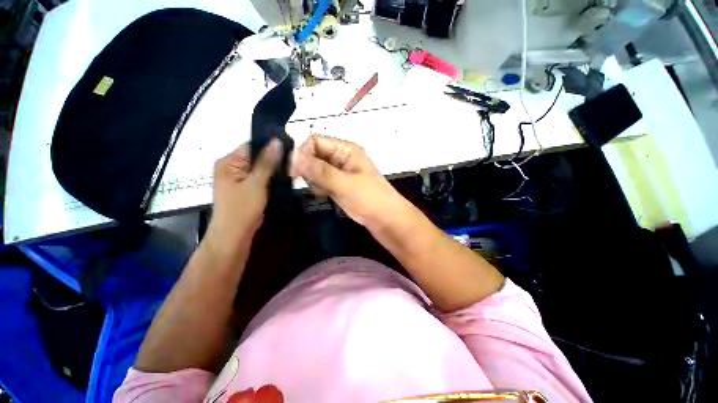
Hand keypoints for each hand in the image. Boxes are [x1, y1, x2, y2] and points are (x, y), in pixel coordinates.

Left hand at [204, 140, 281, 262]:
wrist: (234, 235)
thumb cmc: (242, 208)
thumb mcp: (256, 183)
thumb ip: (267, 162)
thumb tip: (277, 141)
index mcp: (228, 162)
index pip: (252, 146)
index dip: (271, 146)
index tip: (290, 149)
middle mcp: (232, 167)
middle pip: (257, 157)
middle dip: (274, 159)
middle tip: (294, 161)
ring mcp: (239, 179)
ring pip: (261, 168)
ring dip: (274, 170)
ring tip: (292, 169)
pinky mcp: (246, 188)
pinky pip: (261, 178)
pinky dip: (271, 179)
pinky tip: (284, 179)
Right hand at [290, 135, 403, 226]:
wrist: (385, 219)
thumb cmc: (369, 198)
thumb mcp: (344, 183)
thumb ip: (319, 170)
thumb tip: (292, 155)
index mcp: (345, 149)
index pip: (315, 141)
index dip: (302, 153)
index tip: (293, 170)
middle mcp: (340, 157)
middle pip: (313, 155)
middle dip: (308, 168)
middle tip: (313, 184)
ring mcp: (338, 172)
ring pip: (314, 169)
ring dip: (313, 179)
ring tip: (323, 190)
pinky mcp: (337, 184)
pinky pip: (320, 181)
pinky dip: (318, 187)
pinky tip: (324, 194)